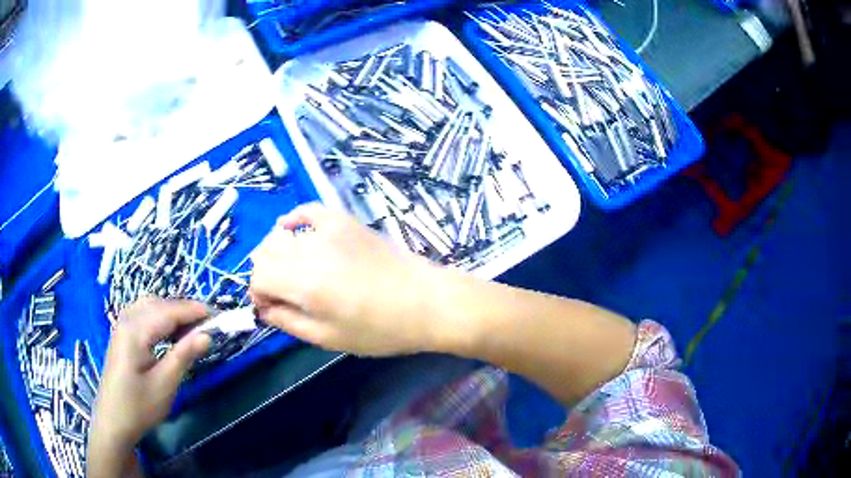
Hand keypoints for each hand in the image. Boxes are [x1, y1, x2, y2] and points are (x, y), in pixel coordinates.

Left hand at [88, 299, 210, 476]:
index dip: (194, 311)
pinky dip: (160, 317)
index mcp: (135, 330)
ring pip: (150, 306)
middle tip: (207, 324)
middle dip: (184, 310)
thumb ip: (184, 355)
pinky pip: (143, 314)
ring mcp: (121, 325)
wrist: (113, 420)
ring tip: (191, 328)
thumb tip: (206, 335)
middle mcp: (126, 320)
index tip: (218, 316)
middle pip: (159, 304)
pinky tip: (169, 331)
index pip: (169, 311)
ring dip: (172, 312)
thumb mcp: (164, 384)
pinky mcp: (121, 334)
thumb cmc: (139, 406)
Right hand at [250, 203, 442, 355]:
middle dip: (266, 276)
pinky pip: (309, 210)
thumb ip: (288, 321)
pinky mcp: (345, 220)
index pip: (258, 277)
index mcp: (305, 282)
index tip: (271, 308)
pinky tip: (292, 230)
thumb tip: (263, 308)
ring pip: (281, 234)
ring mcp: (328, 230)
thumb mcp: (329, 338)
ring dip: (277, 254)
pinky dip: (295, 220)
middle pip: (266, 253)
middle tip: (284, 296)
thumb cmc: (380, 329)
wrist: (426, 301)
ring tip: (293, 274)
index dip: (258, 293)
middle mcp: (310, 249)